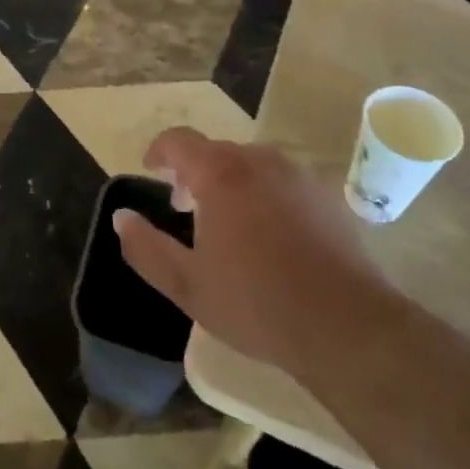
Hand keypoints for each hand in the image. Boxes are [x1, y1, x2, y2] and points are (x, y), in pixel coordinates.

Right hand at [113, 128, 392, 376]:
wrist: (348, 326)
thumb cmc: (257, 304)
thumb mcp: (187, 285)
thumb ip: (146, 248)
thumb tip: (121, 217)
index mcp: (221, 174)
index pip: (179, 141)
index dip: (159, 151)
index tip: (150, 169)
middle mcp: (260, 161)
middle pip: (216, 151)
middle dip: (194, 172)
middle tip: (185, 208)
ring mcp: (299, 176)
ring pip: (252, 165)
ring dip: (231, 182)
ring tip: (227, 222)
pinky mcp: (328, 197)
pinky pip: (283, 183)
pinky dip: (266, 195)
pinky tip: (271, 236)